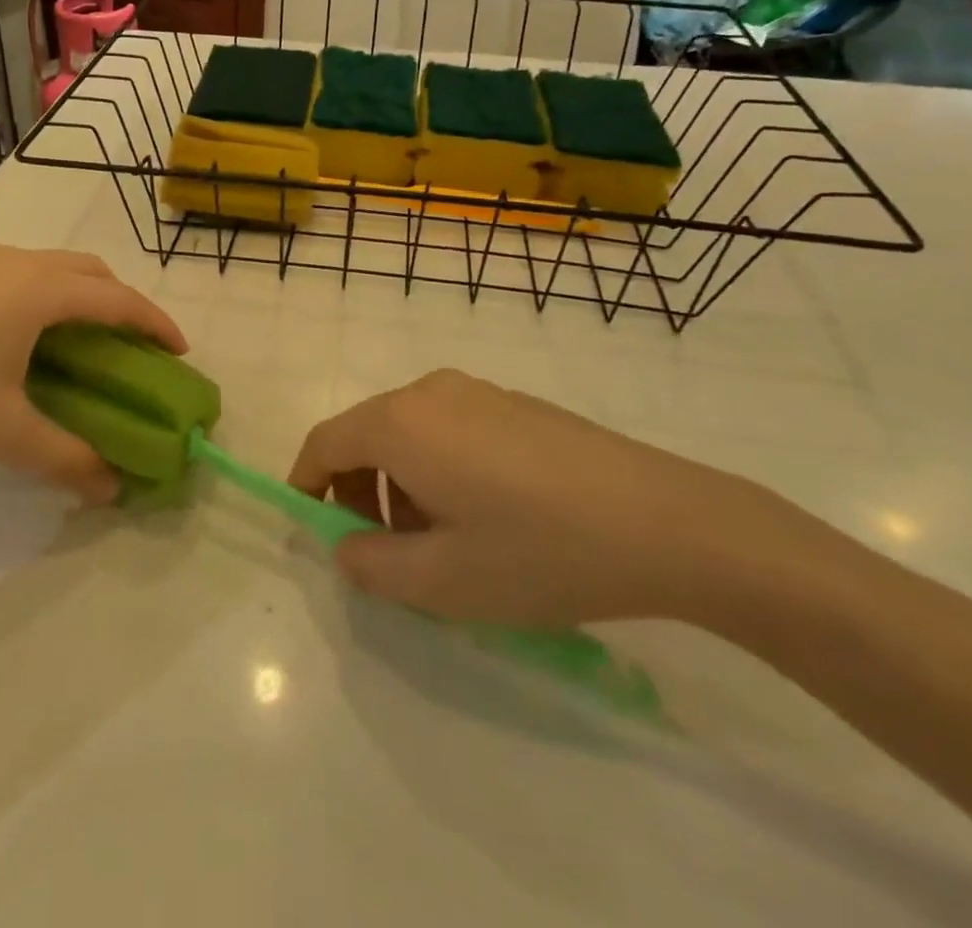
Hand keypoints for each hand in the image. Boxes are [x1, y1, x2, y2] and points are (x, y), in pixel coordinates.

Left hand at [0, 245, 184, 502]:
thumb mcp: (3, 433)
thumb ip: (66, 459)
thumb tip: (111, 489)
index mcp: (38, 292)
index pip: (117, 298)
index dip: (154, 323)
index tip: (179, 350)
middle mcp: (16, 264)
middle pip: (90, 271)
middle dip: (122, 303)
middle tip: (135, 345)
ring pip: (54, 266)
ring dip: (84, 294)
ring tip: (87, 338)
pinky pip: (22, 272)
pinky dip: (49, 293)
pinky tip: (29, 334)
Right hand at [288, 369, 788, 630]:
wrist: (665, 521)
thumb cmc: (539, 551)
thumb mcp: (443, 581)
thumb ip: (371, 566)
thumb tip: (346, 546)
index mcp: (401, 423)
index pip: (326, 442)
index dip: (307, 482)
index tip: (313, 527)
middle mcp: (430, 392)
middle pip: (367, 434)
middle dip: (360, 492)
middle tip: (388, 552)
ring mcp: (478, 391)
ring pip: (411, 432)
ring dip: (403, 484)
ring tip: (444, 543)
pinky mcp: (515, 403)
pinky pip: (451, 428)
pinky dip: (440, 468)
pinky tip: (489, 517)